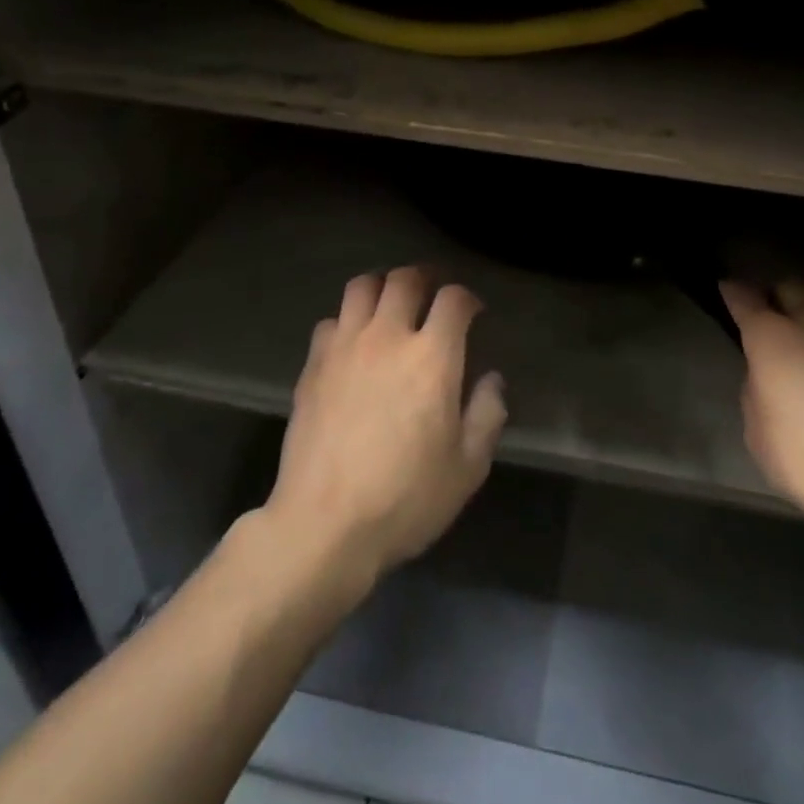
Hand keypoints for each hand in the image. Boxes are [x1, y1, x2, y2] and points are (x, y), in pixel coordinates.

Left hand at [264, 266, 506, 588]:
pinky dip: (347, 321)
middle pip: (405, 279)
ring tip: (391, 305)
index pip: (454, 299)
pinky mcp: (312, 365)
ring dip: (382, 287)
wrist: (324, 524)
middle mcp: (388, 337)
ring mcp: (345, 347)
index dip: (467, 298)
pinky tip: (353, 343)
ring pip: (362, 286)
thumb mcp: (468, 467)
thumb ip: (487, 414)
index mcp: (433, 356)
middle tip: (432, 295)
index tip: (472, 313)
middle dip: (424, 278)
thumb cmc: (406, 498)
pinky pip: (331, 321)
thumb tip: (491, 380)